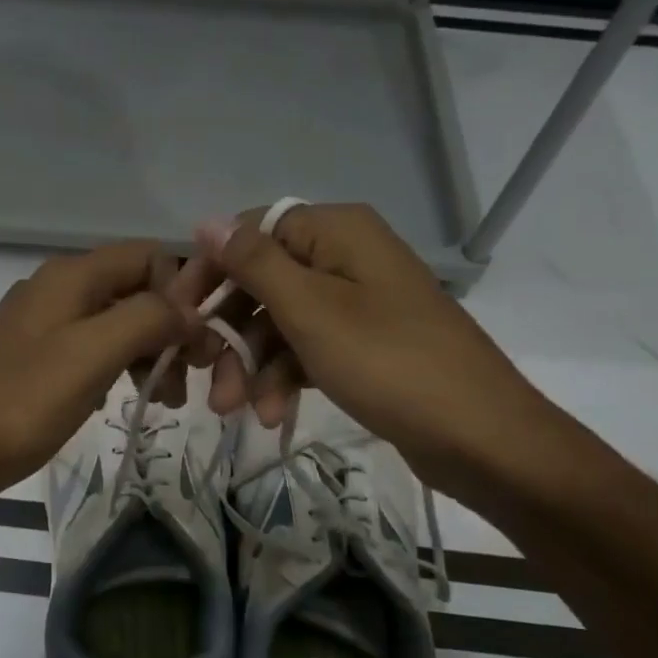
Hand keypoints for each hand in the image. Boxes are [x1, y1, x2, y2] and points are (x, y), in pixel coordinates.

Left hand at [0, 243, 197, 541]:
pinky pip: (91, 348)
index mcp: (72, 276)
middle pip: (135, 289)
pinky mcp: (34, 357)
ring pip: (115, 321)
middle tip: (186, 381)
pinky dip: (117, 367)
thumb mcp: (92, 355)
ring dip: (147, 352)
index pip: (150, 256)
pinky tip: (121, 398)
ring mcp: (43, 323)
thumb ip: (147, 319)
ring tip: (165, 399)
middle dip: (169, 328)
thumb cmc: (20, 403)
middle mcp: (58, 288)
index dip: (183, 292)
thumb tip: (190, 307)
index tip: (198, 345)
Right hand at [180, 203, 569, 497]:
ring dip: (253, 365)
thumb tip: (205, 220)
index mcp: (336, 231)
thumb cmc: (388, 362)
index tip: (177, 315)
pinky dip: (285, 378)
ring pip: (281, 322)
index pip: (251, 233)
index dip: (211, 271)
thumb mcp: (311, 310)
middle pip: (264, 282)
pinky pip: (308, 349)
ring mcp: (357, 302)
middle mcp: (345, 256)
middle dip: (231, 332)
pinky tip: (272, 415)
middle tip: (205, 376)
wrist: (480, 437)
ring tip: (236, 411)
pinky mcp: (364, 344)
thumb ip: (254, 263)